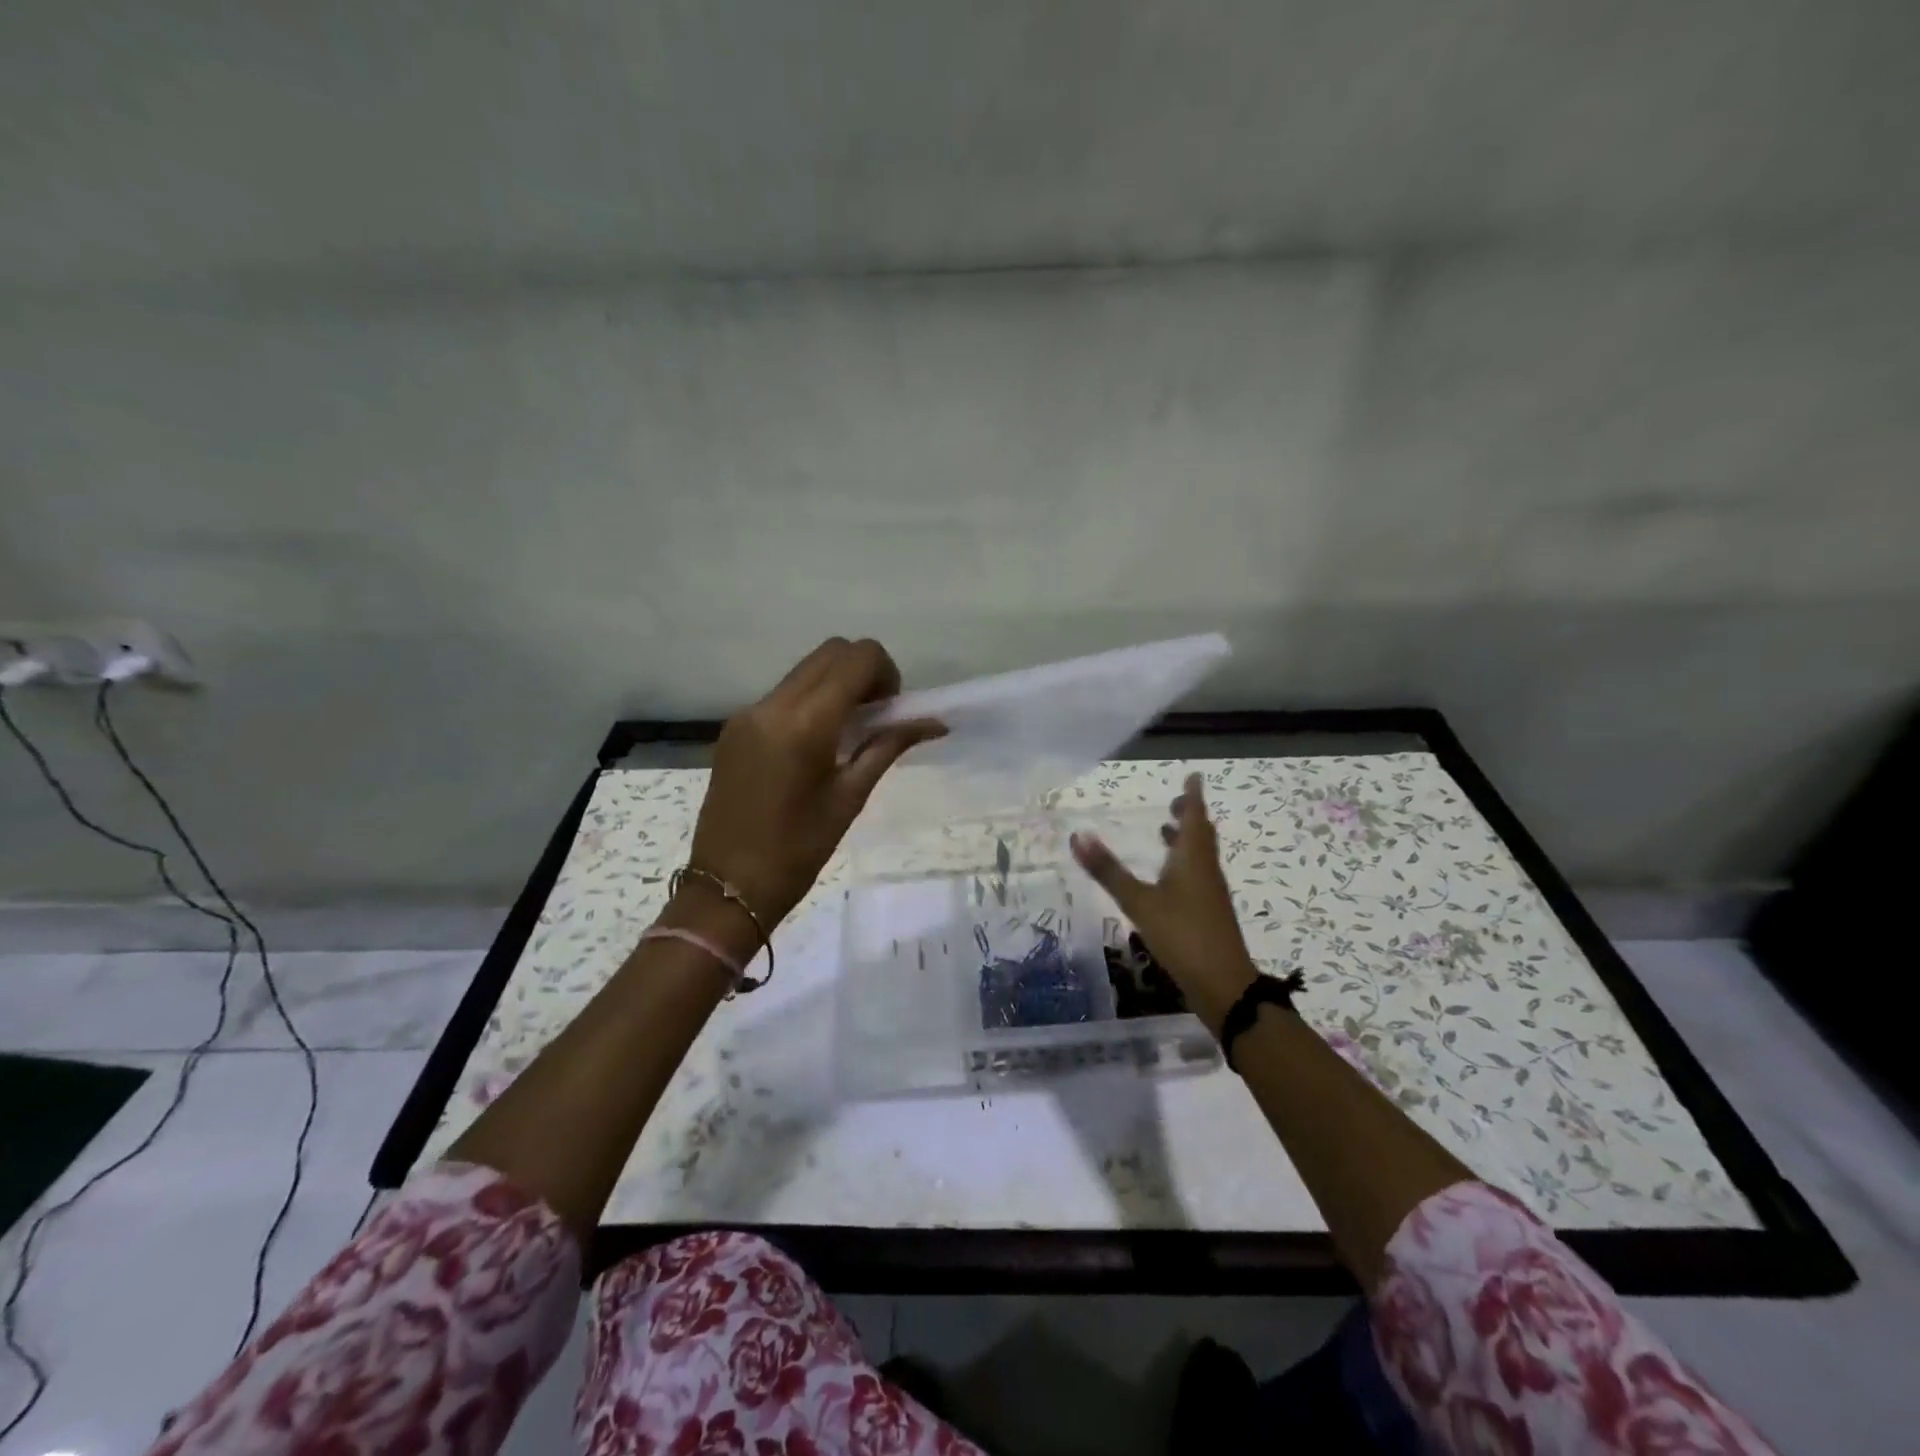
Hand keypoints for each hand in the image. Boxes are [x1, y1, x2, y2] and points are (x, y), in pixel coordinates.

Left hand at [686, 638, 944, 926]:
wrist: (726, 887)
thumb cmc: (798, 851)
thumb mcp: (850, 797)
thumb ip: (888, 747)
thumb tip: (933, 722)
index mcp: (805, 723)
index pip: (857, 657)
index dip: (886, 673)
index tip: (889, 711)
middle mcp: (772, 705)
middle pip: (831, 651)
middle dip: (862, 672)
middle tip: (874, 717)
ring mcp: (748, 713)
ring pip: (805, 669)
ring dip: (835, 685)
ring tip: (846, 734)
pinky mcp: (734, 727)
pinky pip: (782, 693)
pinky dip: (809, 701)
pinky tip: (814, 746)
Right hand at [1071, 772, 1258, 1032]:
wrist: (1223, 985)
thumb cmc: (1182, 935)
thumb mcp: (1139, 902)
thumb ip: (1108, 871)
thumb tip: (1077, 835)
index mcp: (1193, 859)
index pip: (1194, 816)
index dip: (1192, 795)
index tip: (1193, 775)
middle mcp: (1206, 870)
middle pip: (1201, 834)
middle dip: (1189, 815)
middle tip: (1176, 801)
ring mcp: (1210, 893)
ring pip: (1200, 856)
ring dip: (1186, 839)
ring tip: (1166, 832)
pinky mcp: (1209, 913)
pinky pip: (1197, 875)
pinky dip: (1183, 863)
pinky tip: (1167, 879)